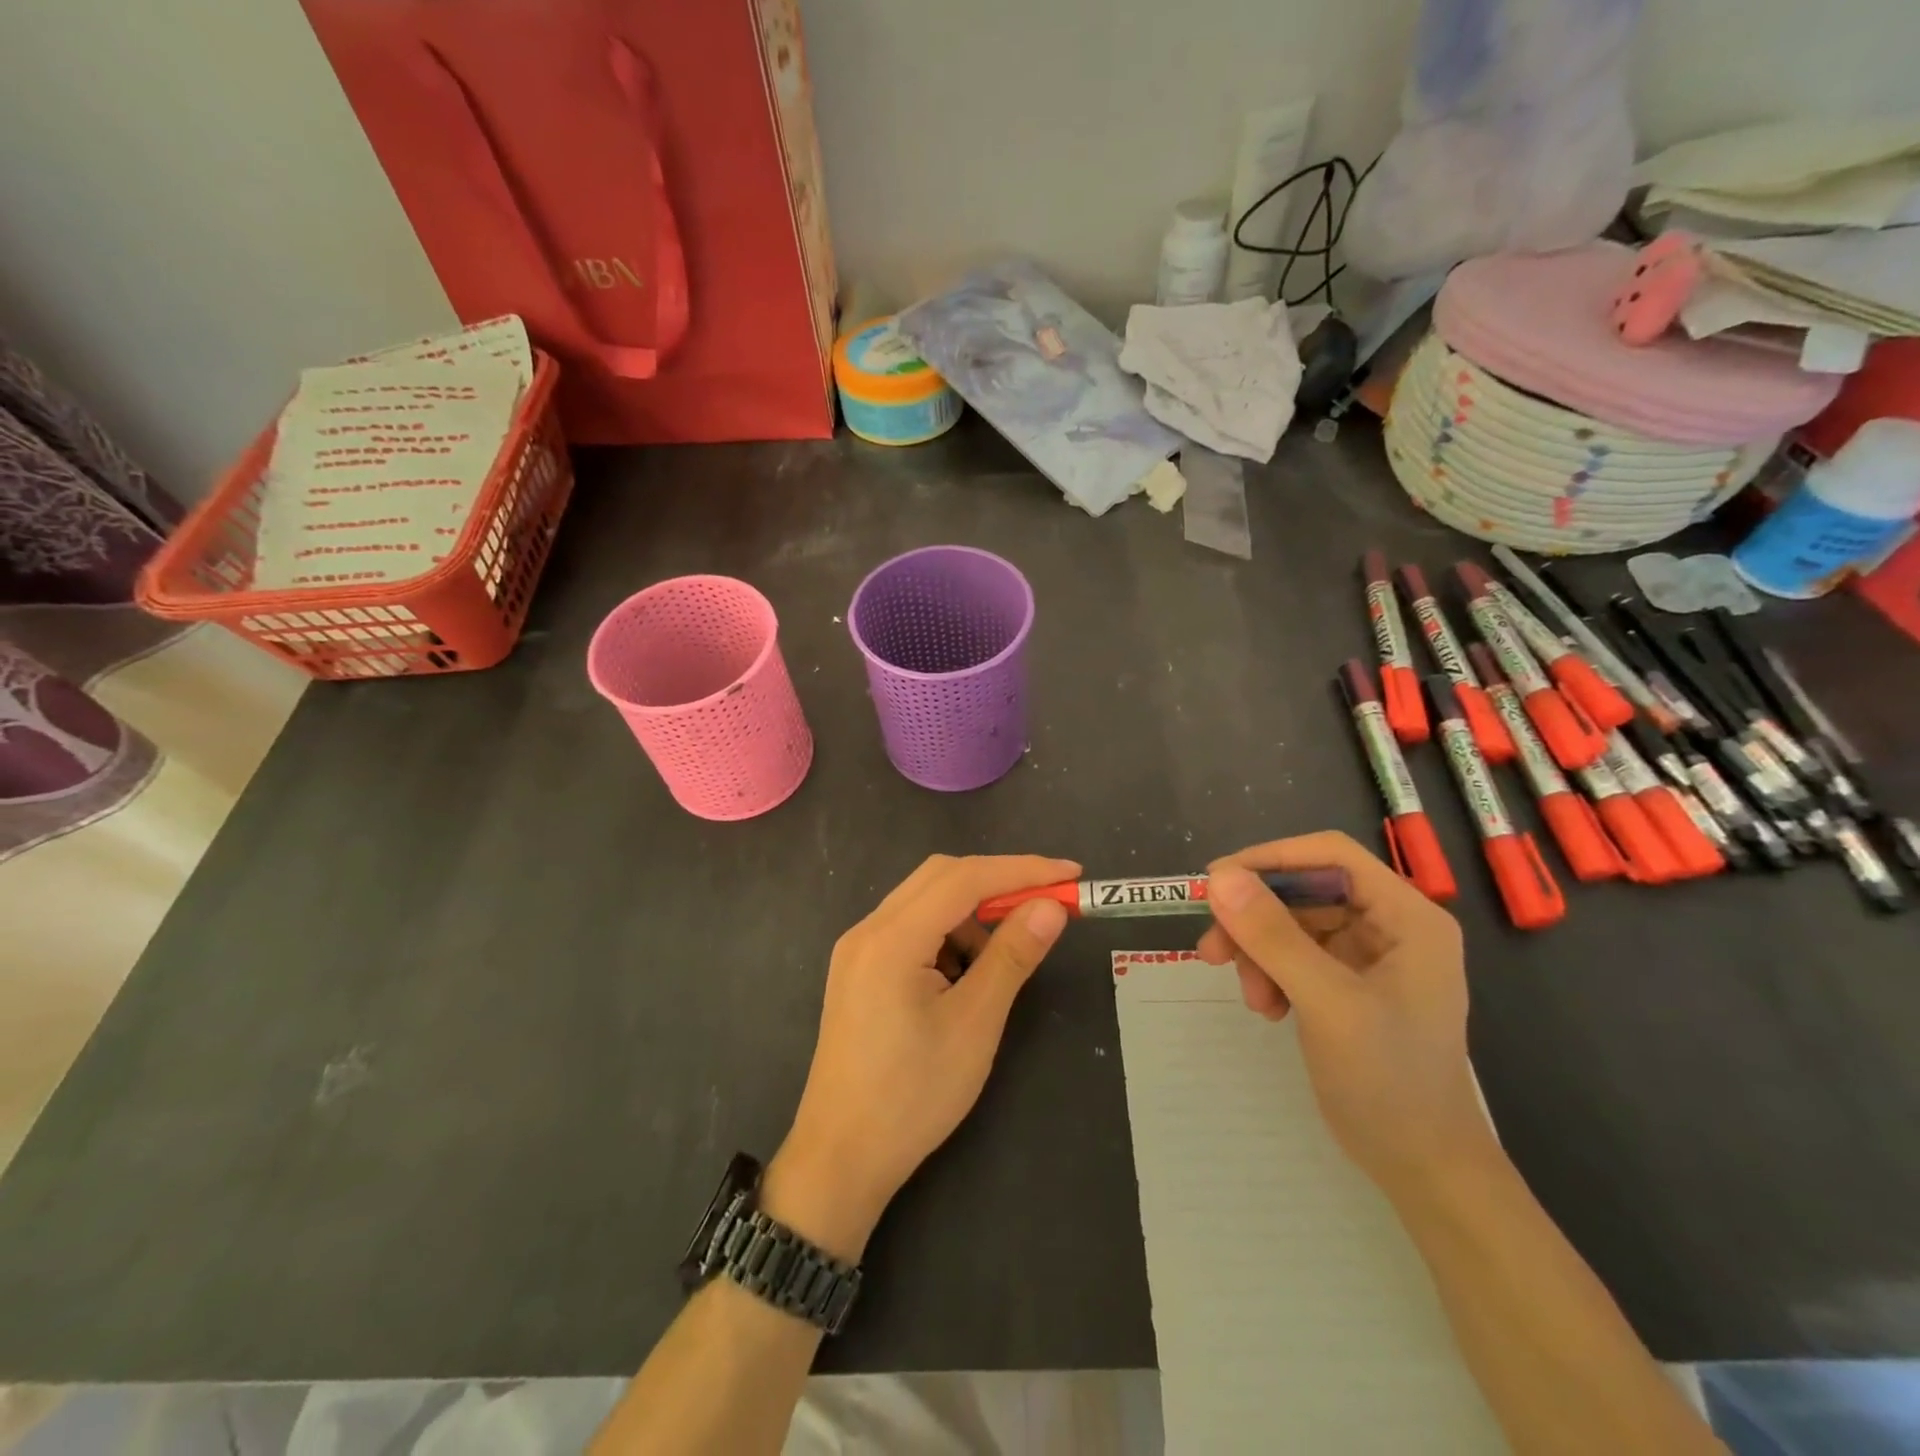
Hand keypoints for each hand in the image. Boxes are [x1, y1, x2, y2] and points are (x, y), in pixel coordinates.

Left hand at [763, 854, 1078, 1260]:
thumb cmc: (913, 1096)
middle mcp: (868, 929)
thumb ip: (1012, 956)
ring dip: (970, 917)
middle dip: (997, 884)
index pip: (964, 879)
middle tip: (1045, 908)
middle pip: (940, 877)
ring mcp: (857, 949)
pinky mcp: (858, 969)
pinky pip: (910, 929)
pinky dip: (946, 938)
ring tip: (995, 969)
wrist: (841, 1158)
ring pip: (925, 902)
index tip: (1071, 873)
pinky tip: (961, 981)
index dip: (1022, 870)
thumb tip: (1051, 907)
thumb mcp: (974, 1024)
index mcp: (891, 939)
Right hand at [1196, 832, 1495, 1200]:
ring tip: (1248, 994)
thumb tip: (1219, 878)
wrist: (1422, 1168)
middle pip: (1305, 891)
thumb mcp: (1327, 1003)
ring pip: (1292, 924)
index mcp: (1407, 917)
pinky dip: (1270, 974)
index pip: (1330, 855)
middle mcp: (1390, 926)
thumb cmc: (1389, 1081)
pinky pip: (1294, 956)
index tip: (1217, 883)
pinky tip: (1267, 1008)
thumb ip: (1274, 938)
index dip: (1271, 860)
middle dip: (1256, 918)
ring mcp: (1369, 957)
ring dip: (1258, 952)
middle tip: (1212, 948)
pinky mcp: (1347, 984)